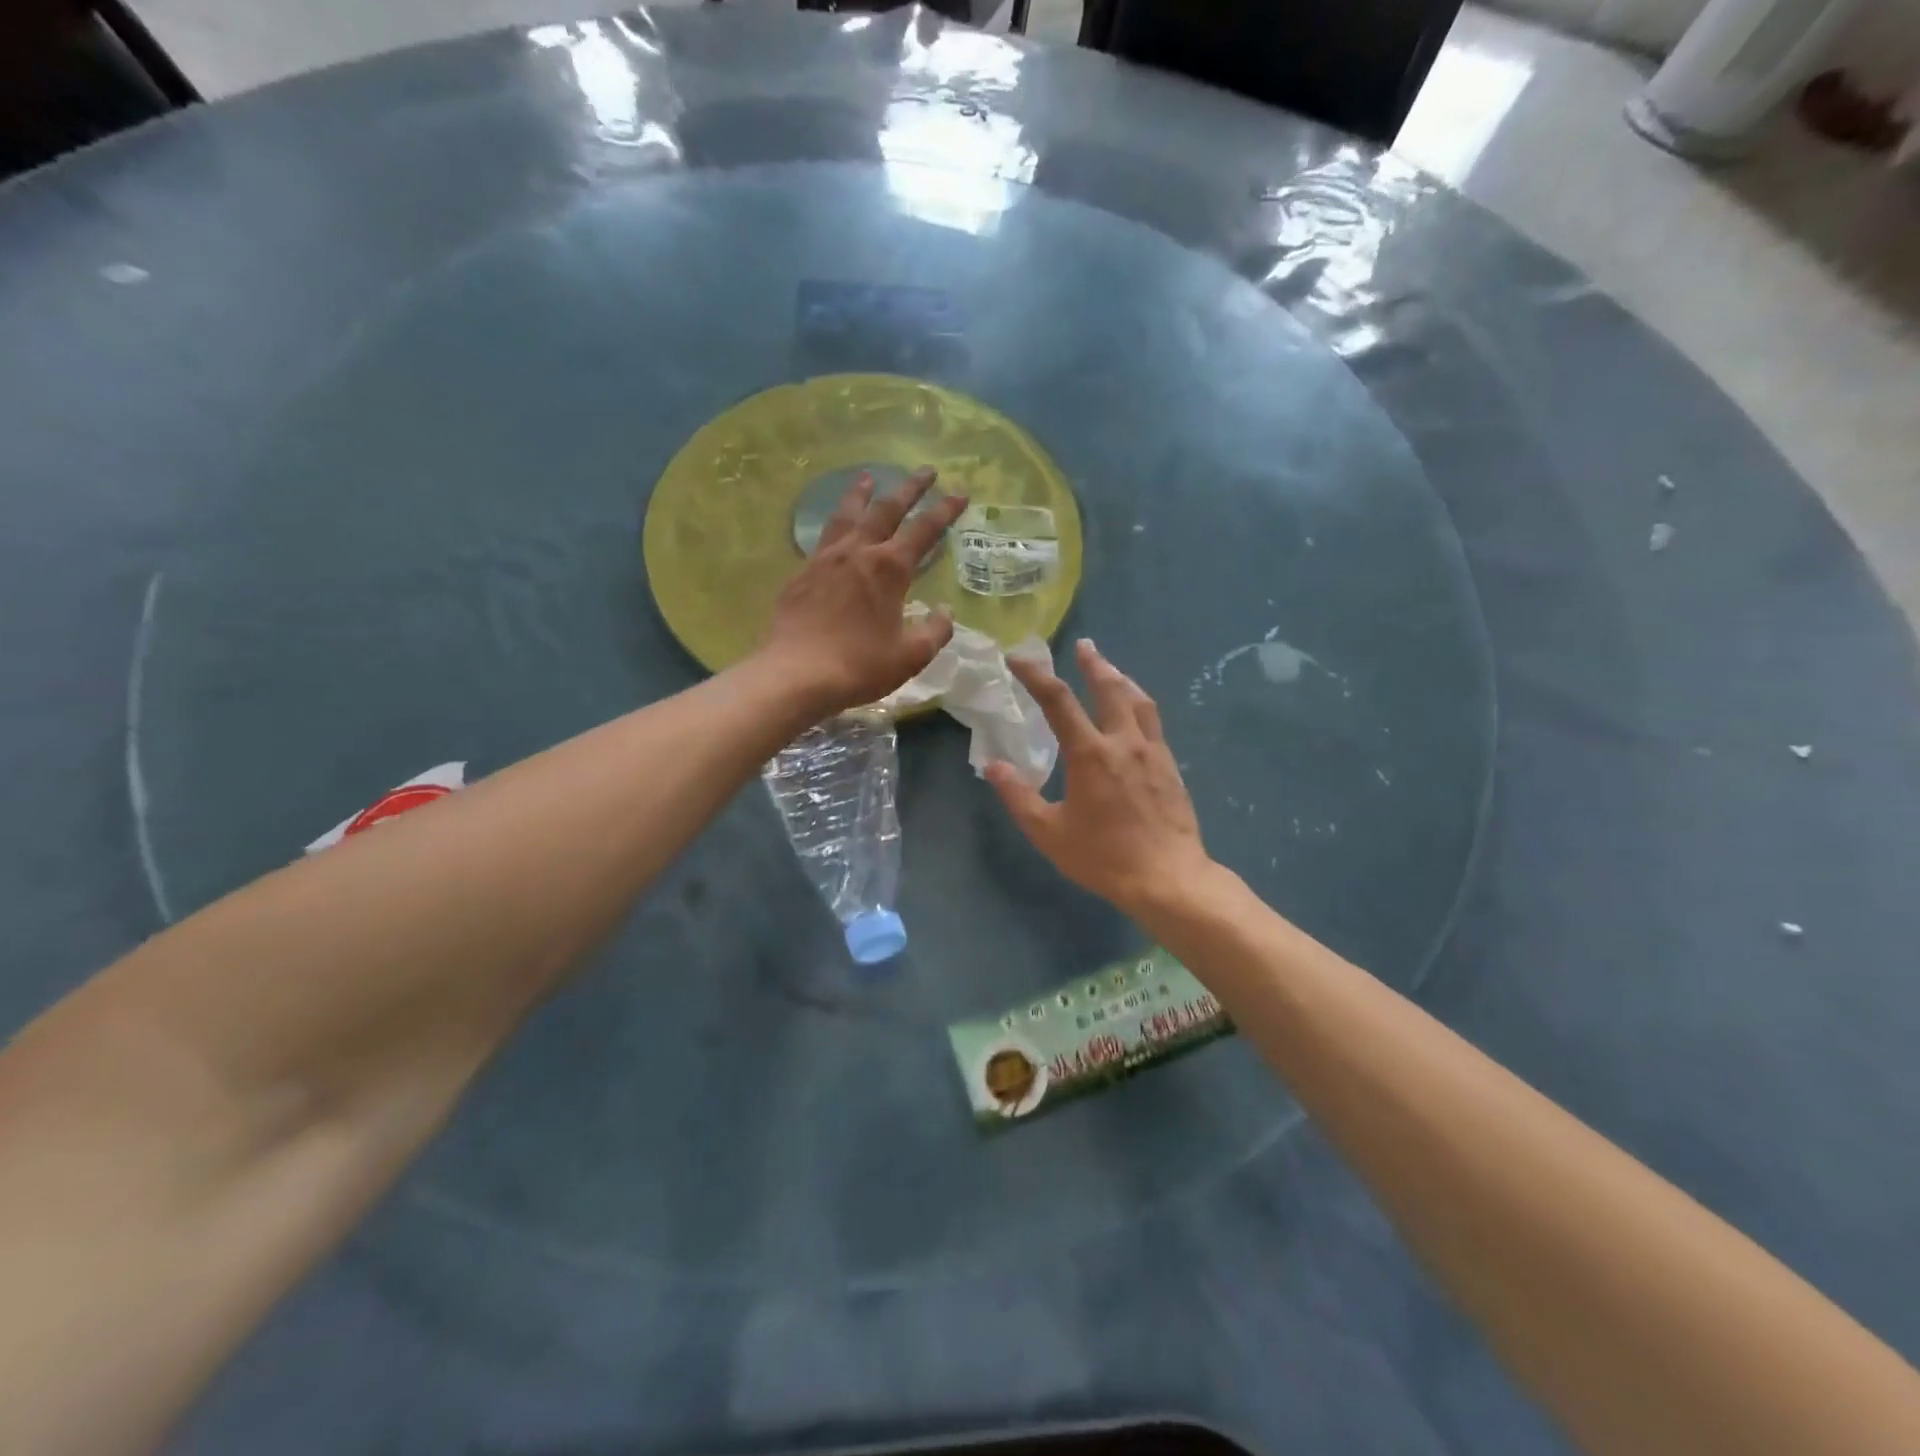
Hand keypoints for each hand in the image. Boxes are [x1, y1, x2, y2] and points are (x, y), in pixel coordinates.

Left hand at [757, 467, 967, 714]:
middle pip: (886, 509)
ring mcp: (825, 559)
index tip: (960, 493)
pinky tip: (836, 528)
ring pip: (848, 515)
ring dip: (863, 494)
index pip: (924, 530)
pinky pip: (824, 537)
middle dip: (909, 488)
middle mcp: (858, 552)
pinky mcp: (802, 573)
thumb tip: (945, 611)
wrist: (796, 674)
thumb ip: (935, 631)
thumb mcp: (910, 656)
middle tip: (926, 471)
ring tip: (869, 477)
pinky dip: (836, 522)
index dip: (945, 510)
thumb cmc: (859, 666)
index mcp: (889, 569)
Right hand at [985, 639, 1214, 915]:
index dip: (1035, 675)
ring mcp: (1153, 751)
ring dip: (1121, 678)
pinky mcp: (1170, 766)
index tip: (1018, 659)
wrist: (1168, 878)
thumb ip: (1018, 796)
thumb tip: (993, 766)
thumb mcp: (1049, 832)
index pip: (1058, 701)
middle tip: (1083, 646)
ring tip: (1110, 668)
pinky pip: (1153, 722)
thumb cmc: (1103, 857)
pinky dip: (1139, 704)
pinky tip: (1135, 713)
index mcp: (1090, 754)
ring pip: (1138, 701)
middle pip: (1109, 688)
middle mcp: (1123, 742)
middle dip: (1092, 663)